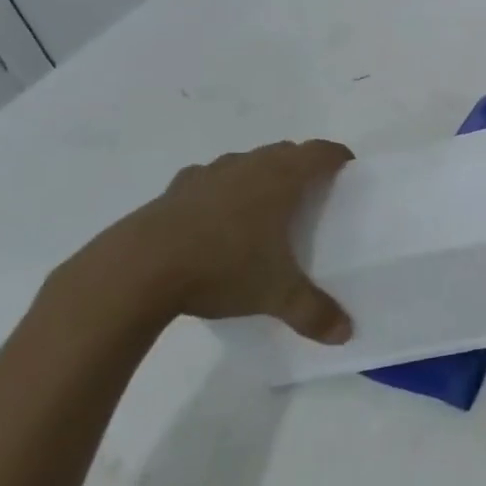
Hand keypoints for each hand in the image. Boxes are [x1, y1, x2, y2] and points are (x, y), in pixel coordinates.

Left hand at [59, 139, 356, 342]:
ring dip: (261, 174)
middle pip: (285, 151)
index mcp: (280, 179)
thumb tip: (346, 333)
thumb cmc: (221, 268)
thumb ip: (314, 313)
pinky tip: (215, 217)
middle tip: (312, 195)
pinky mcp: (175, 189)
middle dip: (302, 166)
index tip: (348, 171)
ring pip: (246, 162)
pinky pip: (209, 178)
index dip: (337, 157)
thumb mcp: (275, 295)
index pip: (320, 152)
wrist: (137, 270)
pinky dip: (221, 189)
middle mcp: (248, 166)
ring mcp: (208, 174)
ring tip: (264, 206)